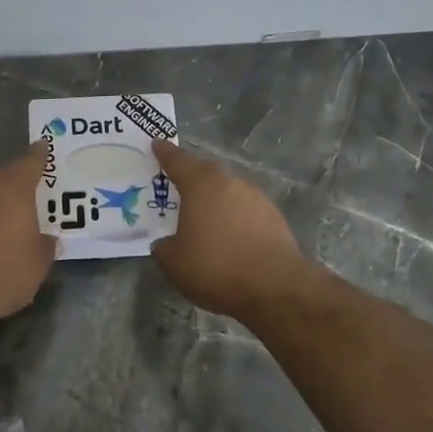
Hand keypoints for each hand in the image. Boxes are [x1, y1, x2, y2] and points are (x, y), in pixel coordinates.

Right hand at [151, 140, 308, 320]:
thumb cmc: (215, 267)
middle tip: (176, 188)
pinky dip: (234, 220)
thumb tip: (166, 243)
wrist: (275, 288)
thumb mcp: (174, 262)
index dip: (165, 153)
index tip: (157, 143)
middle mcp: (232, 183)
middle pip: (206, 174)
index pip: (178, 161)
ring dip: (215, 203)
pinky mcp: (275, 219)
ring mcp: (258, 199)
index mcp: (202, 185)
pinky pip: (245, 213)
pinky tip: (228, 239)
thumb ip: (164, 247)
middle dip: (191, 179)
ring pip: (228, 193)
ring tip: (202, 221)